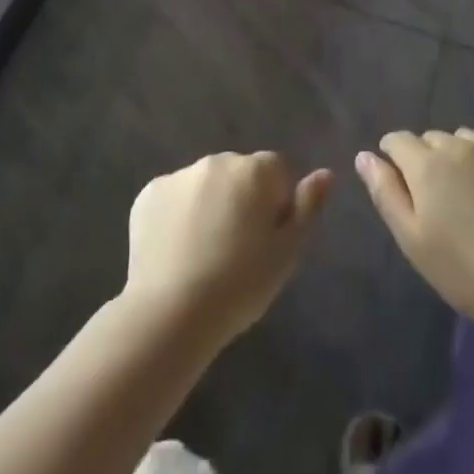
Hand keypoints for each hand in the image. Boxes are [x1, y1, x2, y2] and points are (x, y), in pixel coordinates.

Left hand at [125, 151, 332, 346]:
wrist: (170, 313)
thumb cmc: (240, 285)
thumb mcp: (287, 253)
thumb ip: (307, 208)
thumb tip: (325, 174)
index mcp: (254, 169)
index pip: (277, 171)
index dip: (277, 204)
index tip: (267, 240)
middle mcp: (217, 160)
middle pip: (239, 173)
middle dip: (242, 200)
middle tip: (236, 250)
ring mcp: (179, 175)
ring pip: (205, 184)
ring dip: (210, 205)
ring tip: (204, 255)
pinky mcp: (149, 194)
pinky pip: (173, 198)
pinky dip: (177, 216)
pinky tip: (175, 252)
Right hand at [357, 129, 473, 329]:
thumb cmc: (465, 270)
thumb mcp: (413, 240)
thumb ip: (386, 193)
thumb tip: (364, 156)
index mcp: (426, 164)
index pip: (398, 140)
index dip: (393, 155)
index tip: (400, 179)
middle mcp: (457, 145)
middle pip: (432, 138)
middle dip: (427, 157)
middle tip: (437, 195)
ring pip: (465, 138)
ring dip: (460, 155)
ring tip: (469, 188)